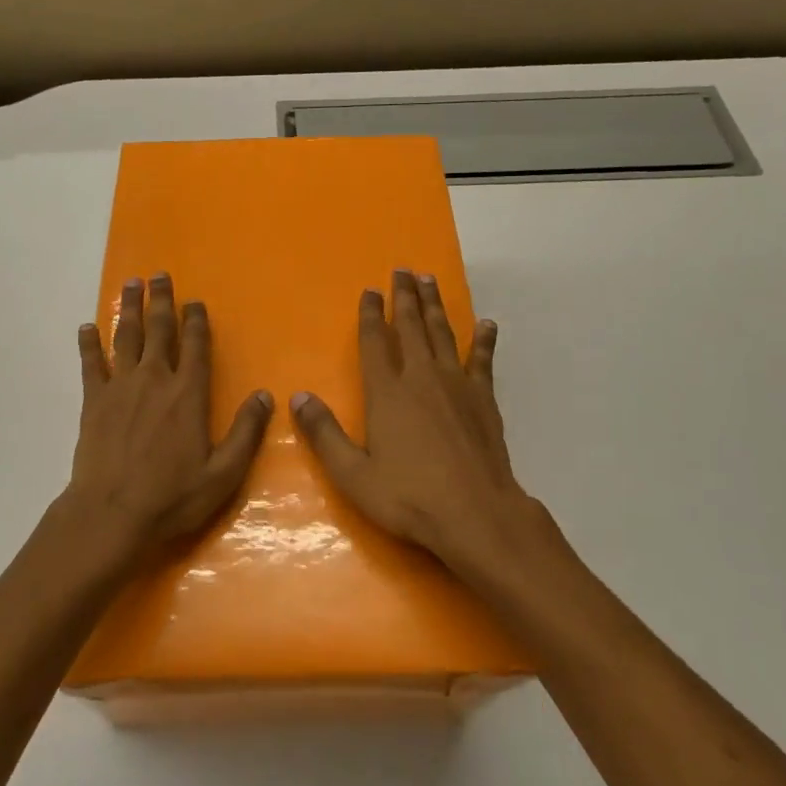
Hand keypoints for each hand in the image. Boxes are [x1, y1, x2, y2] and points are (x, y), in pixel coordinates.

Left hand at [59, 273, 272, 565]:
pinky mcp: (93, 401)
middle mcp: (155, 380)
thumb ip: (246, 432)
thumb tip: (264, 396)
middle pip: (159, 330)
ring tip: (131, 284)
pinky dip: (88, 343)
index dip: (196, 321)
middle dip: (161, 301)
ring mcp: (121, 387)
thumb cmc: (172, 497)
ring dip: (130, 309)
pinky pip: (90, 364)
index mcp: (188, 394)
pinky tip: (86, 327)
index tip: (195, 301)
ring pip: (126, 337)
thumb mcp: (223, 473)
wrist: (111, 514)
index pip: (196, 346)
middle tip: (159, 275)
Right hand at [290, 269, 555, 576]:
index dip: (369, 315)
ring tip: (430, 281)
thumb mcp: (353, 474)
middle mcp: (421, 378)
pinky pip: (483, 361)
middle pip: (410, 327)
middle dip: (404, 297)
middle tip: (403, 270)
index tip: (369, 290)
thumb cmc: (409, 497)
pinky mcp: (484, 400)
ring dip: (435, 306)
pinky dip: (484, 340)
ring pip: (443, 334)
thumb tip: (298, 397)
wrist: (476, 514)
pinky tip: (487, 324)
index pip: (374, 343)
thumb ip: (325, 434)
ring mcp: (457, 386)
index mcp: (387, 393)